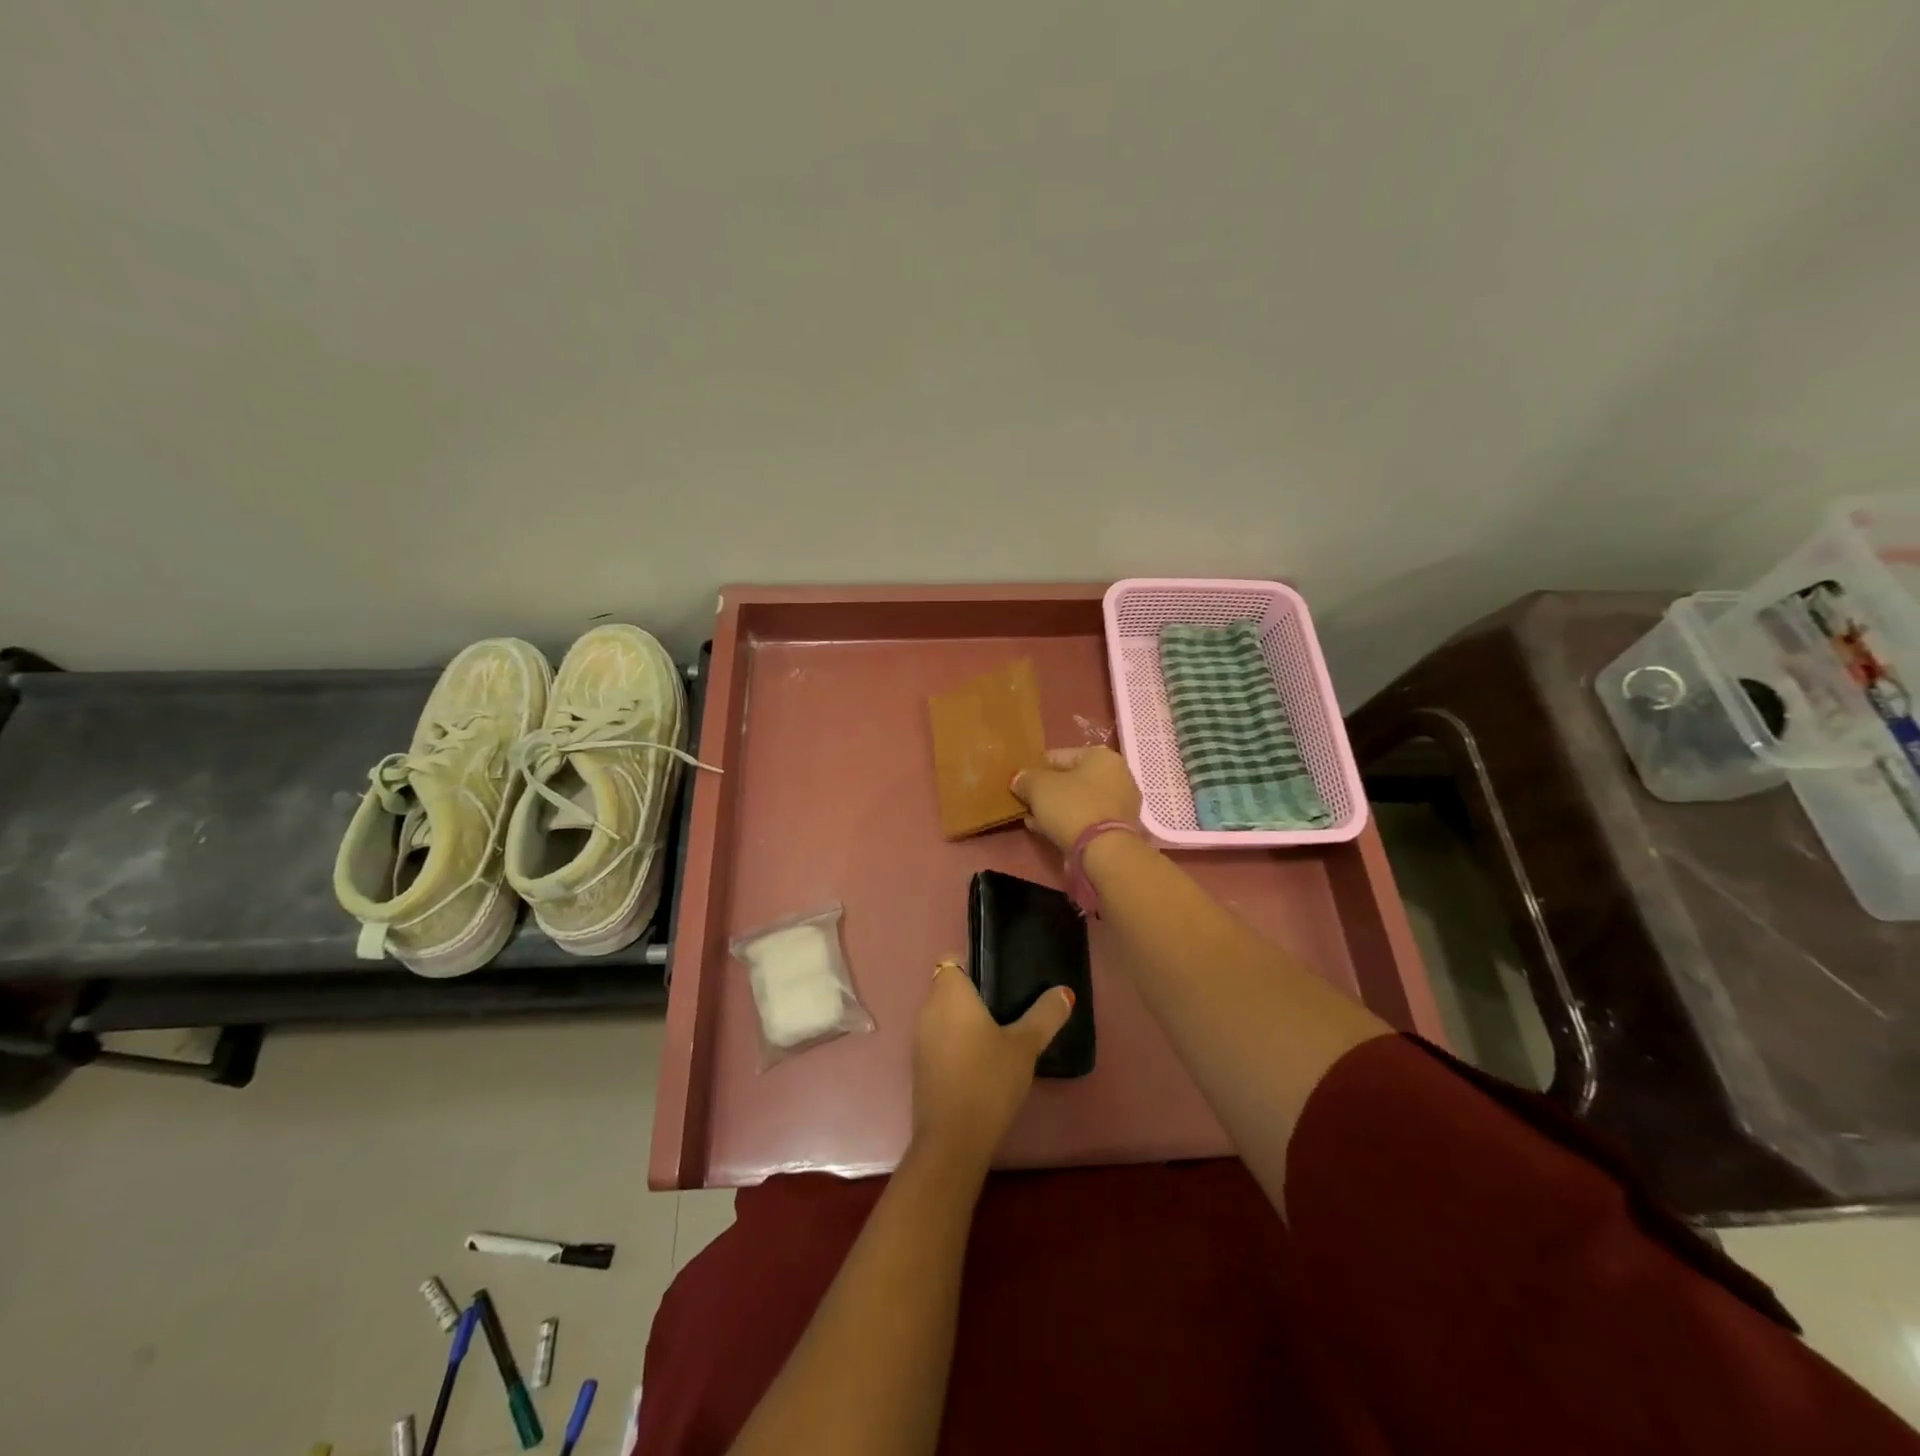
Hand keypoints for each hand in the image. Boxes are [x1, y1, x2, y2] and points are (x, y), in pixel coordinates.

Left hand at [912, 962, 1072, 1172]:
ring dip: (965, 1020)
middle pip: (949, 987)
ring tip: (1001, 1032)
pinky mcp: (920, 1065)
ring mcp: (920, 1039)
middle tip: (1010, 1004)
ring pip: (944, 1015)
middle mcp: (928, 1009)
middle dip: (975, 993)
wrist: (952, 1139)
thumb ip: (1045, 1015)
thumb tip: (1065, 992)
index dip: (973, 963)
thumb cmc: (988, 1079)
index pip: (953, 960)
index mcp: (949, 993)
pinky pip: (940, 1039)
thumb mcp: (1024, 1046)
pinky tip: (983, 1060)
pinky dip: (957, 1042)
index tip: (1000, 977)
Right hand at [1010, 746, 1141, 851]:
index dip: (1036, 768)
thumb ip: (1025, 778)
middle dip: (1047, 791)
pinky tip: (1049, 830)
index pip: (1059, 756)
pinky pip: (1086, 818)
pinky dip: (1069, 822)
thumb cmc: (1072, 807)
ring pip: (1079, 800)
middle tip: (1027, 802)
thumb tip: (1019, 779)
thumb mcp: (1038, 787)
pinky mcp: (1119, 827)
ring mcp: (1121, 802)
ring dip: (1056, 808)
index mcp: (1101, 756)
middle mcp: (1117, 774)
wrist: (1104, 850)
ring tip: (1034, 819)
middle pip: (1071, 779)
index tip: (1020, 782)